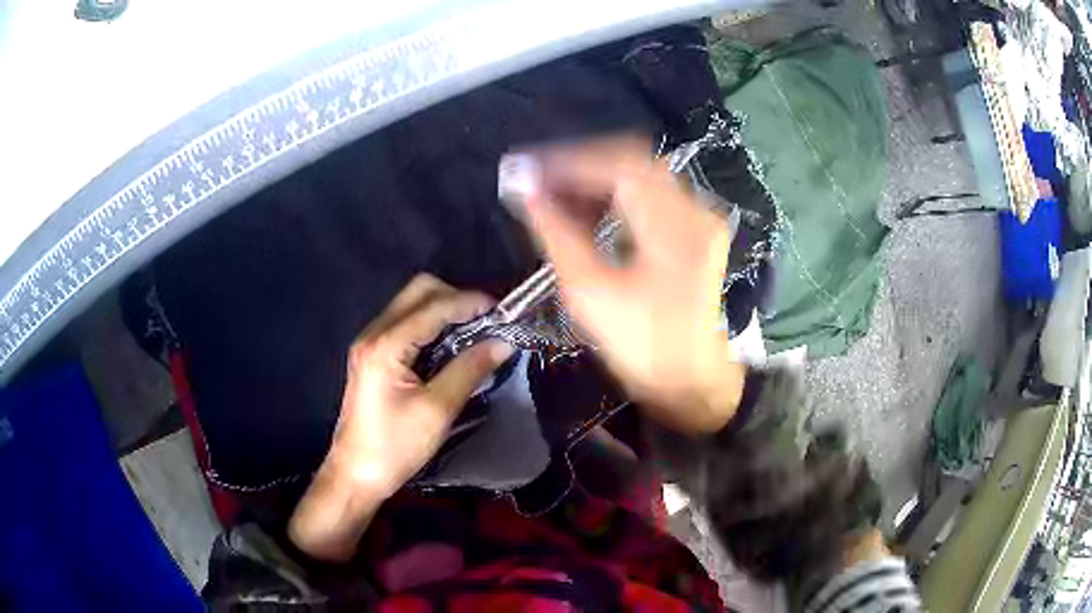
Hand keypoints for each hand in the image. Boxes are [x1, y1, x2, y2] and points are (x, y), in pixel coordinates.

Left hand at [289, 274, 512, 560]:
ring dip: (443, 308)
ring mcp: (369, 343)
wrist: (355, 474)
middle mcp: (373, 334)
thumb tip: (503, 342)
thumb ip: (469, 370)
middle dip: (455, 297)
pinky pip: (405, 323)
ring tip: (474, 329)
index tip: (503, 310)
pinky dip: (430, 324)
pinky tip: (449, 343)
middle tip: (486, 319)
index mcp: (386, 345)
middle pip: (418, 291)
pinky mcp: (371, 355)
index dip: (470, 302)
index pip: (433, 306)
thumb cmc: (395, 447)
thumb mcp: (437, 410)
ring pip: (411, 304)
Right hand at [521, 137, 744, 433]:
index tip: (528, 170)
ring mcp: (700, 219)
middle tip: (541, 182)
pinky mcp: (698, 231)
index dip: (569, 161)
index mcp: (672, 226)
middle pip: (633, 160)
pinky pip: (654, 194)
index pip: (617, 164)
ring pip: (642, 175)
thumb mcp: (590, 294)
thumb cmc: (642, 347)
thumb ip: (556, 235)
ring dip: (598, 180)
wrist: (692, 381)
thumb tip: (527, 194)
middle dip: (581, 166)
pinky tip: (591, 212)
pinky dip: (619, 195)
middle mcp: (693, 210)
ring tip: (558, 198)